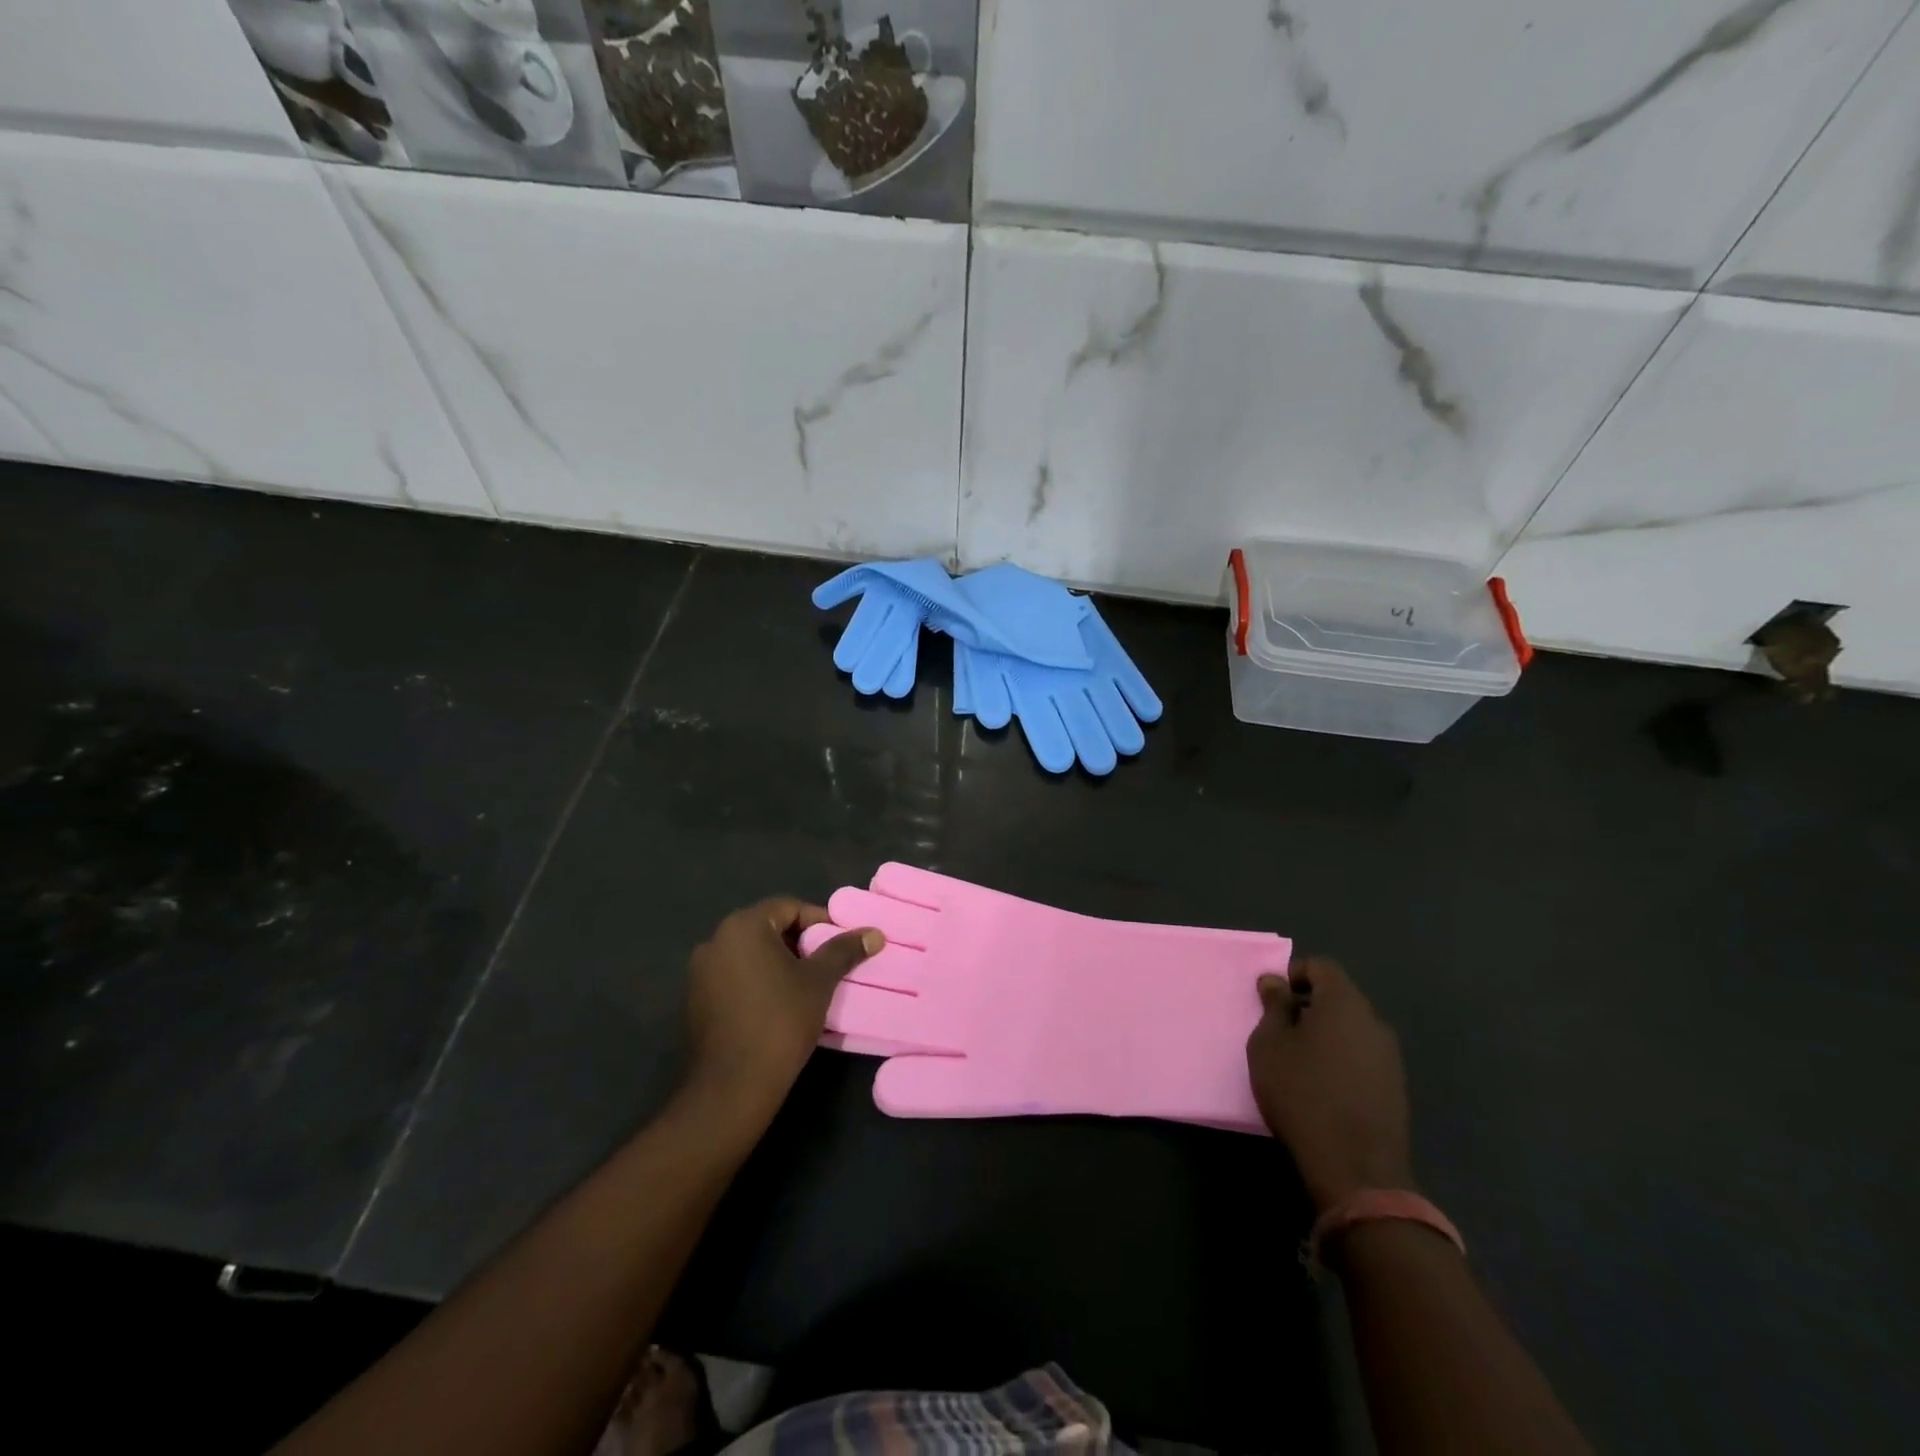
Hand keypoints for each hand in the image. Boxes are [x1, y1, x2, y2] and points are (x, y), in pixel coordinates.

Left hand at [683, 898, 881, 1125]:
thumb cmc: (780, 1021)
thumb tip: (875, 934)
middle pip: (767, 928)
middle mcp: (715, 941)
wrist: (733, 1086)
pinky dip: (757, 981)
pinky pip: (734, 977)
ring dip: (778, 962)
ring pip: (750, 954)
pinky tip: (777, 1005)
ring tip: (806, 985)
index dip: (819, 922)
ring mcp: (700, 972)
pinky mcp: (695, 1001)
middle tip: (827, 964)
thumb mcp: (819, 982)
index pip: (788, 908)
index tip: (840, 944)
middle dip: (800, 942)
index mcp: (743, 927)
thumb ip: (844, 951)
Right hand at [1246, 956, 1412, 1212]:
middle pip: (1339, 997)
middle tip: (1280, 1029)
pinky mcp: (1396, 1088)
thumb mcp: (1270, 1044)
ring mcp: (1390, 1057)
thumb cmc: (1301, 1092)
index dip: (1295, 974)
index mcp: (1344, 1003)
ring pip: (1352, 1028)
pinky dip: (1342, 1058)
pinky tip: (1323, 1085)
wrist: (1355, 1167)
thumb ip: (1273, 1006)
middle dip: (1309, 1005)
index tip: (1273, 999)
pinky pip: (1363, 1056)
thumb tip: (1275, 980)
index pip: (1322, 967)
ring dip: (1326, 1034)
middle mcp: (1374, 1022)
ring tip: (1299, 1060)